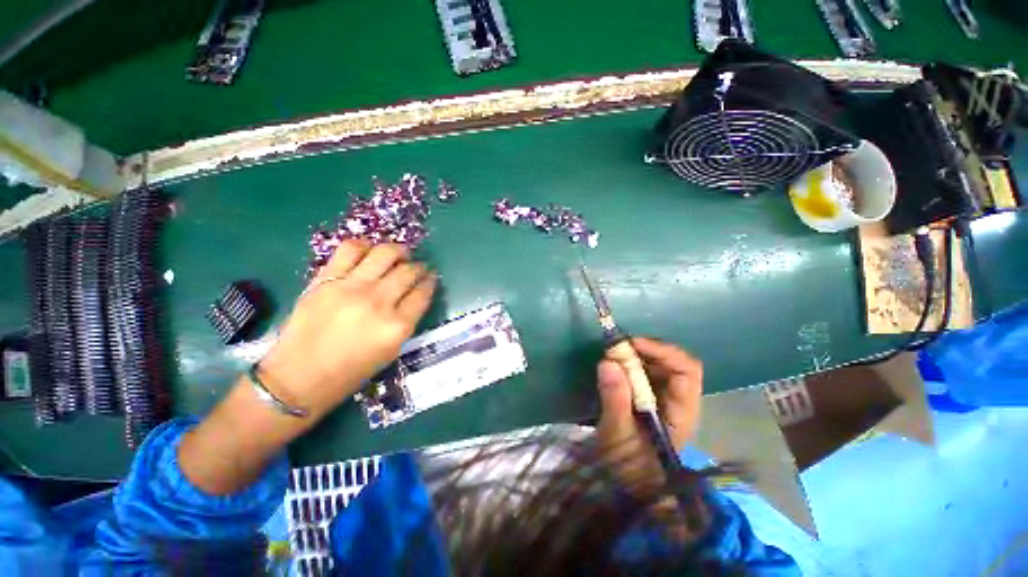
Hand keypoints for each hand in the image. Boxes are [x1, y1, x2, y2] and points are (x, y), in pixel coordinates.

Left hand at [259, 241, 436, 417]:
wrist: (299, 377)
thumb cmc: (351, 371)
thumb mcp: (391, 351)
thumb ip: (407, 321)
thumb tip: (415, 295)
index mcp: (397, 326)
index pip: (423, 293)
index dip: (430, 283)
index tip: (431, 278)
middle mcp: (378, 302)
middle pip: (408, 272)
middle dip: (420, 267)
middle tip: (420, 267)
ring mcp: (351, 288)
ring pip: (385, 254)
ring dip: (399, 251)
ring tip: (401, 253)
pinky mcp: (326, 279)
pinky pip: (350, 249)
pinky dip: (365, 246)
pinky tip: (370, 251)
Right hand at [595, 337, 702, 495]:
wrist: (628, 487)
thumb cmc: (628, 466)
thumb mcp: (618, 435)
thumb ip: (615, 399)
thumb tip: (608, 361)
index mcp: (682, 411)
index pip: (686, 370)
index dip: (662, 351)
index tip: (631, 345)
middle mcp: (678, 401)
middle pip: (673, 363)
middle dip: (645, 351)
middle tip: (615, 348)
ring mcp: (664, 399)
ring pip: (657, 366)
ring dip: (635, 356)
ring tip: (612, 356)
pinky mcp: (649, 400)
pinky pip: (643, 373)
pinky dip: (628, 365)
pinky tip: (614, 368)